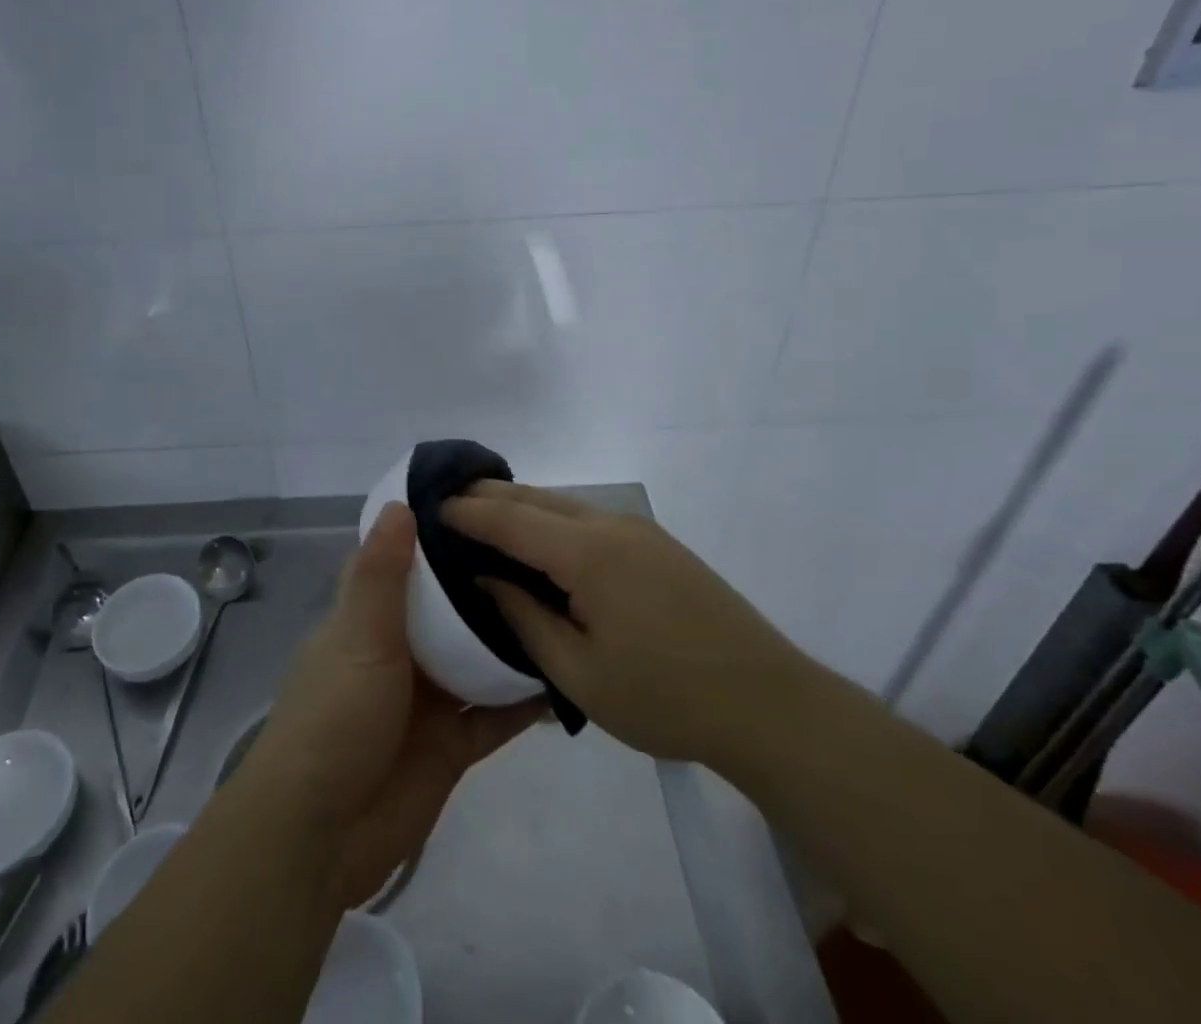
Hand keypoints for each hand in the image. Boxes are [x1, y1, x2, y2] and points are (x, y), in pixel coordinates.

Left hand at [242, 503, 544, 907]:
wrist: (321, 836)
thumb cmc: (334, 719)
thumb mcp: (358, 637)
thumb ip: (381, 575)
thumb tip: (401, 502)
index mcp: (369, 616)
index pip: (403, 561)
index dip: (435, 533)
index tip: (483, 504)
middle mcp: (400, 650)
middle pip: (448, 608)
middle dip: (485, 585)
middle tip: (544, 553)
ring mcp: (427, 698)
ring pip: (476, 658)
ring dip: (510, 640)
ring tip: (565, 605)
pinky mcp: (451, 744)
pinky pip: (495, 715)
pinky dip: (524, 701)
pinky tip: (566, 678)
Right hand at [444, 482, 817, 765]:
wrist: (770, 706)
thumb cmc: (666, 697)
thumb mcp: (580, 674)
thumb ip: (525, 619)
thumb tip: (486, 579)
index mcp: (587, 553)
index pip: (510, 519)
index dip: (467, 512)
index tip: (430, 507)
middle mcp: (610, 525)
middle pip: (535, 498)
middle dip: (488, 495)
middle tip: (447, 500)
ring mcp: (639, 531)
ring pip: (563, 503)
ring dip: (521, 505)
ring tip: (484, 516)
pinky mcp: (658, 545)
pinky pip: (588, 517)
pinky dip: (551, 517)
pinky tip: (540, 539)